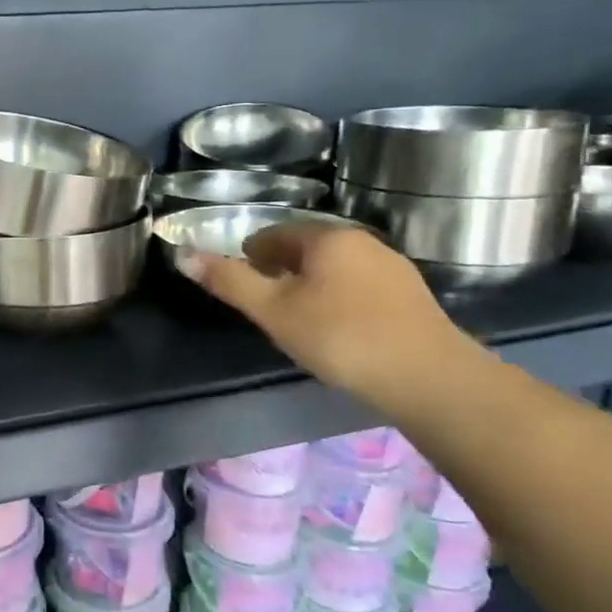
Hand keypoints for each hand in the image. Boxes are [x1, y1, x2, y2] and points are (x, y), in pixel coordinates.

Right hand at [185, 224, 479, 408]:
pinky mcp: (411, 295)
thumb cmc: (340, 337)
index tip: (243, 284)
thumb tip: (183, 255)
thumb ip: (230, 282)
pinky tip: (339, 329)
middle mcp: (361, 240)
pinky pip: (360, 285)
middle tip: (266, 304)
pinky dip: (340, 298)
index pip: (274, 234)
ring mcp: (392, 266)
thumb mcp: (274, 311)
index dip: (251, 256)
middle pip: (306, 248)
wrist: (428, 377)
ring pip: (335, 267)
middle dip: (281, 269)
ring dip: (311, 284)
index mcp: (326, 237)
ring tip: (299, 319)